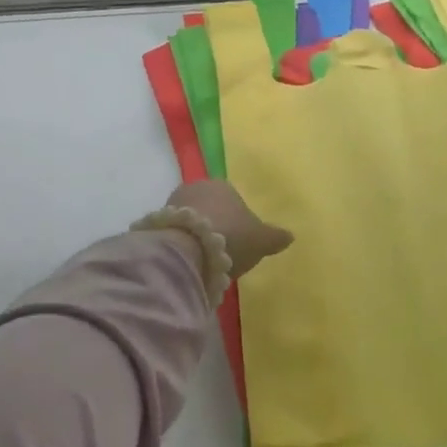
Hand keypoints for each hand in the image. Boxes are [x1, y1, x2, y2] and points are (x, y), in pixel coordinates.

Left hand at [165, 180, 293, 278]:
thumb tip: (290, 235)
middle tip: (223, 251)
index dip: (237, 220)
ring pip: (190, 220)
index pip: (233, 199)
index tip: (240, 240)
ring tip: (205, 260)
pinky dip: (182, 244)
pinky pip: (175, 233)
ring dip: (196, 235)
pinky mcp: (156, 222)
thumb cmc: (231, 237)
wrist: (187, 250)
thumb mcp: (261, 240)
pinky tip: (189, 261)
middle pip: (210, 208)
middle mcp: (196, 187)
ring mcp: (173, 203)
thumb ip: (275, 237)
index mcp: (223, 185)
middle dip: (215, 226)